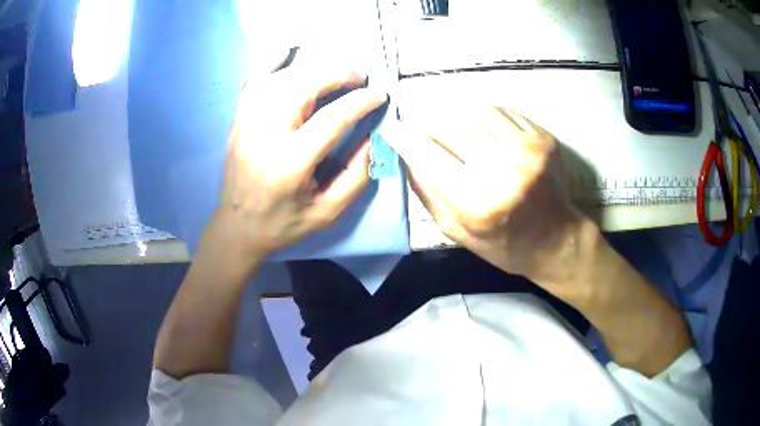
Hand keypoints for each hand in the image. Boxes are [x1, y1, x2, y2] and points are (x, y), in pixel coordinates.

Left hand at [206, 65, 387, 270]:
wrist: (237, 227)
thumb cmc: (283, 223)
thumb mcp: (328, 212)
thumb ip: (356, 175)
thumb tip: (375, 136)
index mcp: (290, 163)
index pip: (332, 118)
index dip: (360, 102)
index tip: (379, 95)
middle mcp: (265, 134)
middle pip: (303, 87)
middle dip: (337, 74)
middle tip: (359, 77)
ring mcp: (247, 123)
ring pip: (280, 78)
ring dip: (312, 68)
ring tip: (334, 71)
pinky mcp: (238, 119)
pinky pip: (254, 81)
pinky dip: (272, 63)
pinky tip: (287, 53)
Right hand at [387, 106, 594, 298]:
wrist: (556, 240)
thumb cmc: (504, 245)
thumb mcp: (457, 232)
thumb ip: (428, 192)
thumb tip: (405, 153)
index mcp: (478, 203)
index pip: (427, 154)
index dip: (404, 138)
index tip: (393, 129)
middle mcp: (504, 170)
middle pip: (449, 123)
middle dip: (429, 125)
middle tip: (426, 133)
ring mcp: (528, 149)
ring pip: (474, 110)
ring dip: (457, 118)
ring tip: (457, 134)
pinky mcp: (542, 138)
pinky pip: (501, 111)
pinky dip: (483, 116)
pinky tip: (483, 132)